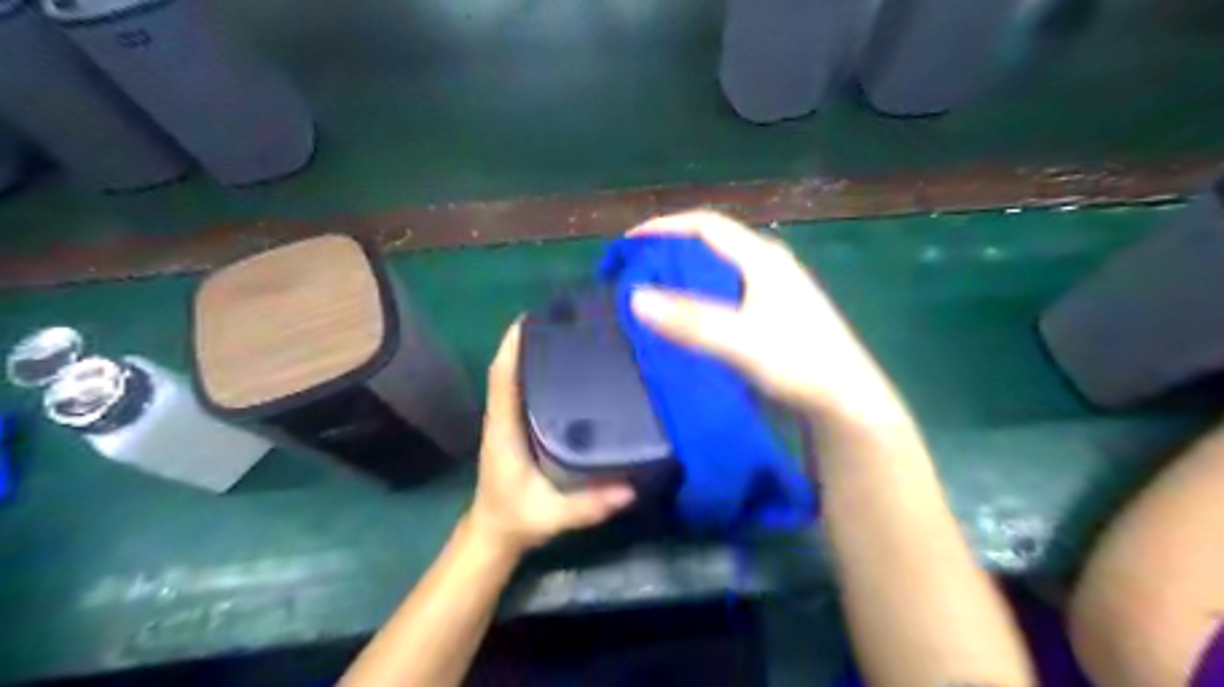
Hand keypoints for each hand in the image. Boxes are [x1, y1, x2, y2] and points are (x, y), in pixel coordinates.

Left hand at [464, 323, 635, 558]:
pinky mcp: (516, 425)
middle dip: (527, 340)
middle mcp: (502, 417)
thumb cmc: (518, 520)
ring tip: (565, 333)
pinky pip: (521, 388)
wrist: (495, 533)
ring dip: (530, 351)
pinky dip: (534, 369)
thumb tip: (632, 488)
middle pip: (508, 368)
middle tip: (562, 319)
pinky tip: (562, 365)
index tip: (532, 319)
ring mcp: (507, 419)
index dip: (512, 347)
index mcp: (504, 430)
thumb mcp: (553, 516)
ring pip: (513, 376)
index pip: (503, 379)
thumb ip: (589, 506)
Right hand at [631, 209, 907, 423]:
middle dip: (669, 252)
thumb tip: (635, 296)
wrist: (845, 403)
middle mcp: (768, 266)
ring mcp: (772, 291)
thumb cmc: (800, 364)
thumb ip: (691, 320)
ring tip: (651, 294)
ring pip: (717, 272)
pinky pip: (724, 295)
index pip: (706, 226)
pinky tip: (684, 319)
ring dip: (682, 277)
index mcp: (763, 259)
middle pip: (710, 245)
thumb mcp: (741, 341)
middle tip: (634, 271)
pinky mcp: (771, 315)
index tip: (628, 244)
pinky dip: (697, 299)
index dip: (664, 228)